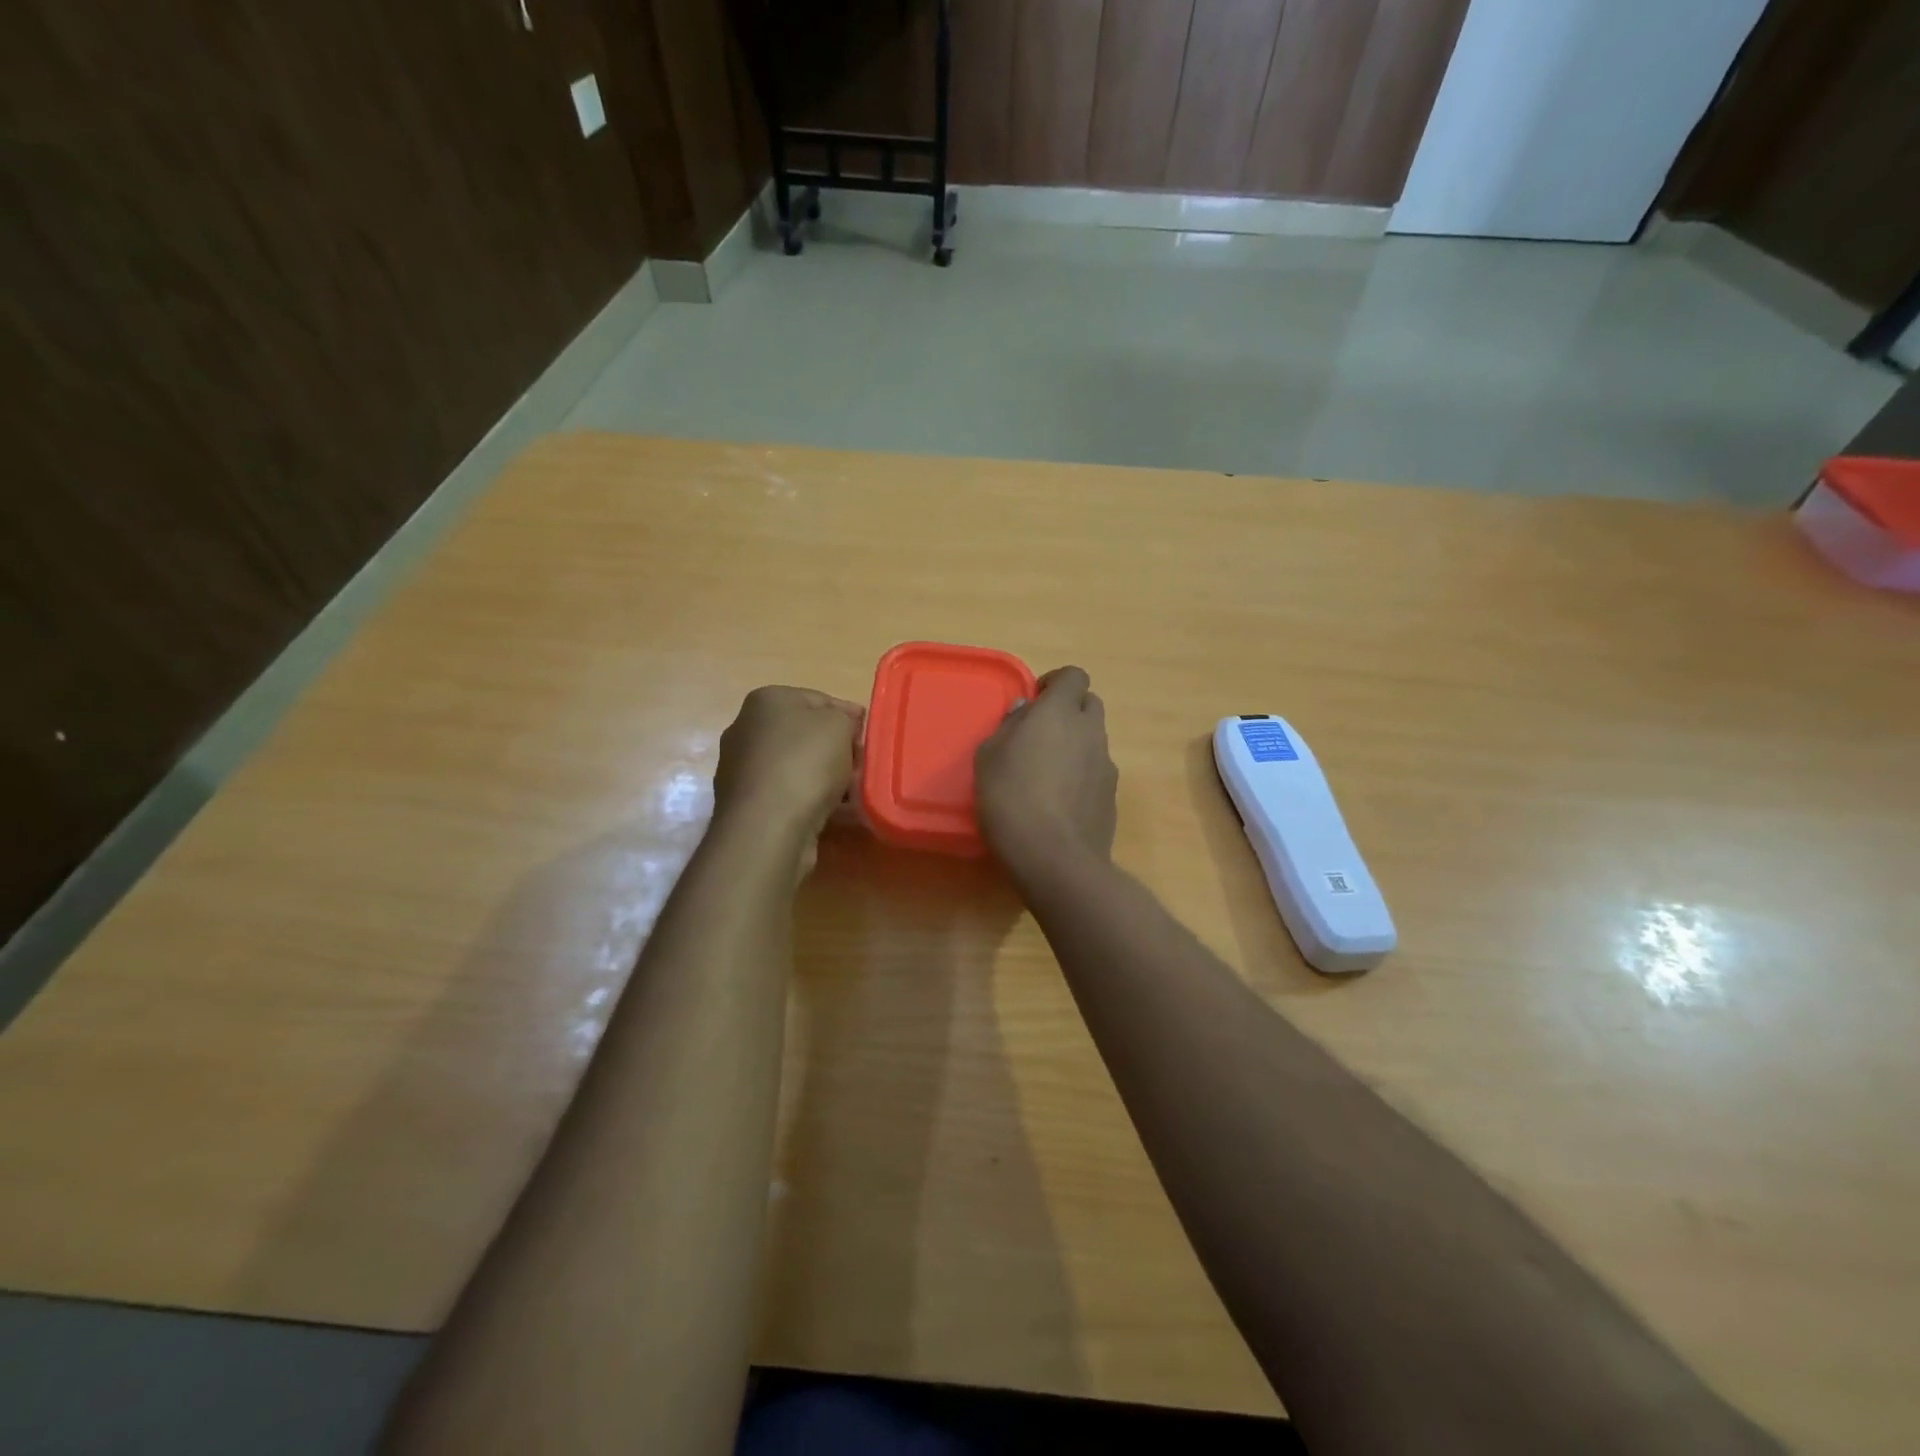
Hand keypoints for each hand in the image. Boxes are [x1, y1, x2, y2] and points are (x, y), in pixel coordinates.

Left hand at [713, 687, 862, 856]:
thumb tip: (845, 725)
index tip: (868, 738)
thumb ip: (847, 718)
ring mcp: (741, 768)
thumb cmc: (805, 763)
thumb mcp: (840, 725)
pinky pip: (787, 793)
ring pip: (796, 766)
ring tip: (850, 794)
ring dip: (824, 777)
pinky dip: (808, 799)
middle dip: (835, 749)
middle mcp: (746, 728)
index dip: (848, 717)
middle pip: (805, 734)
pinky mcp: (745, 803)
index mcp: (766, 700)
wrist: (767, 826)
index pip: (819, 700)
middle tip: (860, 766)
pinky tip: (831, 812)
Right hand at [975, 666, 1117, 881]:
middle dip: (1070, 712)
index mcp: (1060, 712)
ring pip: (1095, 741)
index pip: (1074, 676)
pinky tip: (1060, 802)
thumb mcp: (989, 756)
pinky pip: (1097, 774)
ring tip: (1048, 774)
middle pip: (1090, 705)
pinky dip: (1082, 777)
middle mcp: (1091, 732)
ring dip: (1076, 746)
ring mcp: (1107, 766)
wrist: (1053, 857)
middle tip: (1041, 734)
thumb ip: (1010, 726)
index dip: (1057, 683)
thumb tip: (1026, 711)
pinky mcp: (1112, 797)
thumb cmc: (1010, 797)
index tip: (1036, 701)